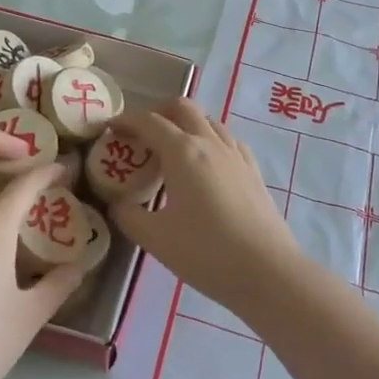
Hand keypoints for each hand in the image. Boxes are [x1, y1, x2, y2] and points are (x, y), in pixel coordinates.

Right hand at [109, 99, 303, 317]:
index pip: (149, 121)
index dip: (126, 121)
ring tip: (171, 152)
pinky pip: (227, 140)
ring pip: (207, 120)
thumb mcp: (156, 239)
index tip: (110, 130)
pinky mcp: (253, 170)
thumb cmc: (206, 253)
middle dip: (157, 113)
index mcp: (182, 151)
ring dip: (185, 125)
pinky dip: (209, 140)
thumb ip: (129, 216)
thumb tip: (118, 204)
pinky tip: (205, 165)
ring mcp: (236, 153)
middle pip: (182, 107)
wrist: (268, 271)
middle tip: (141, 136)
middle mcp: (210, 142)